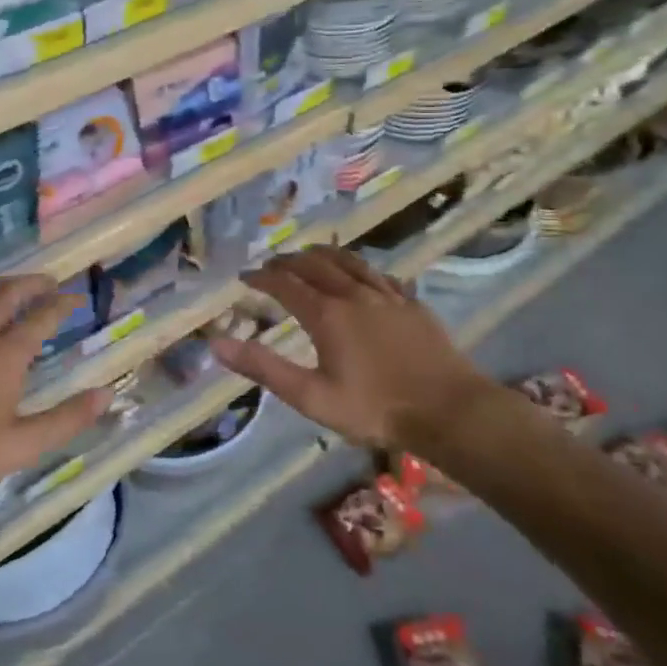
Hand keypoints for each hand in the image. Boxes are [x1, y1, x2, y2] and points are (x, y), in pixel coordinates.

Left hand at [0, 275, 109, 515]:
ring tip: (12, 286)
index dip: (63, 305)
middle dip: (32, 284)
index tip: (78, 299)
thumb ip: (66, 419)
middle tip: (50, 283)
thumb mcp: (20, 446)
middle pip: (7, 294)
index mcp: (4, 354)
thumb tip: (107, 394)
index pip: (41, 317)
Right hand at [209, 246, 493, 449]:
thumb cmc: (374, 409)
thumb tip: (217, 344)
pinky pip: (380, 275)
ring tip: (310, 255)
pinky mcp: (412, 304)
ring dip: (323, 256)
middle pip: (315, 265)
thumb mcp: (311, 397)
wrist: (448, 410)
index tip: (245, 277)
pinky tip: (362, 274)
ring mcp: (387, 296)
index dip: (261, 278)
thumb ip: (264, 368)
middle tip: (273, 265)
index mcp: (326, 315)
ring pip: (350, 262)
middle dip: (288, 262)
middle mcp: (354, 294)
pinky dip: (360, 268)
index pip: (285, 285)